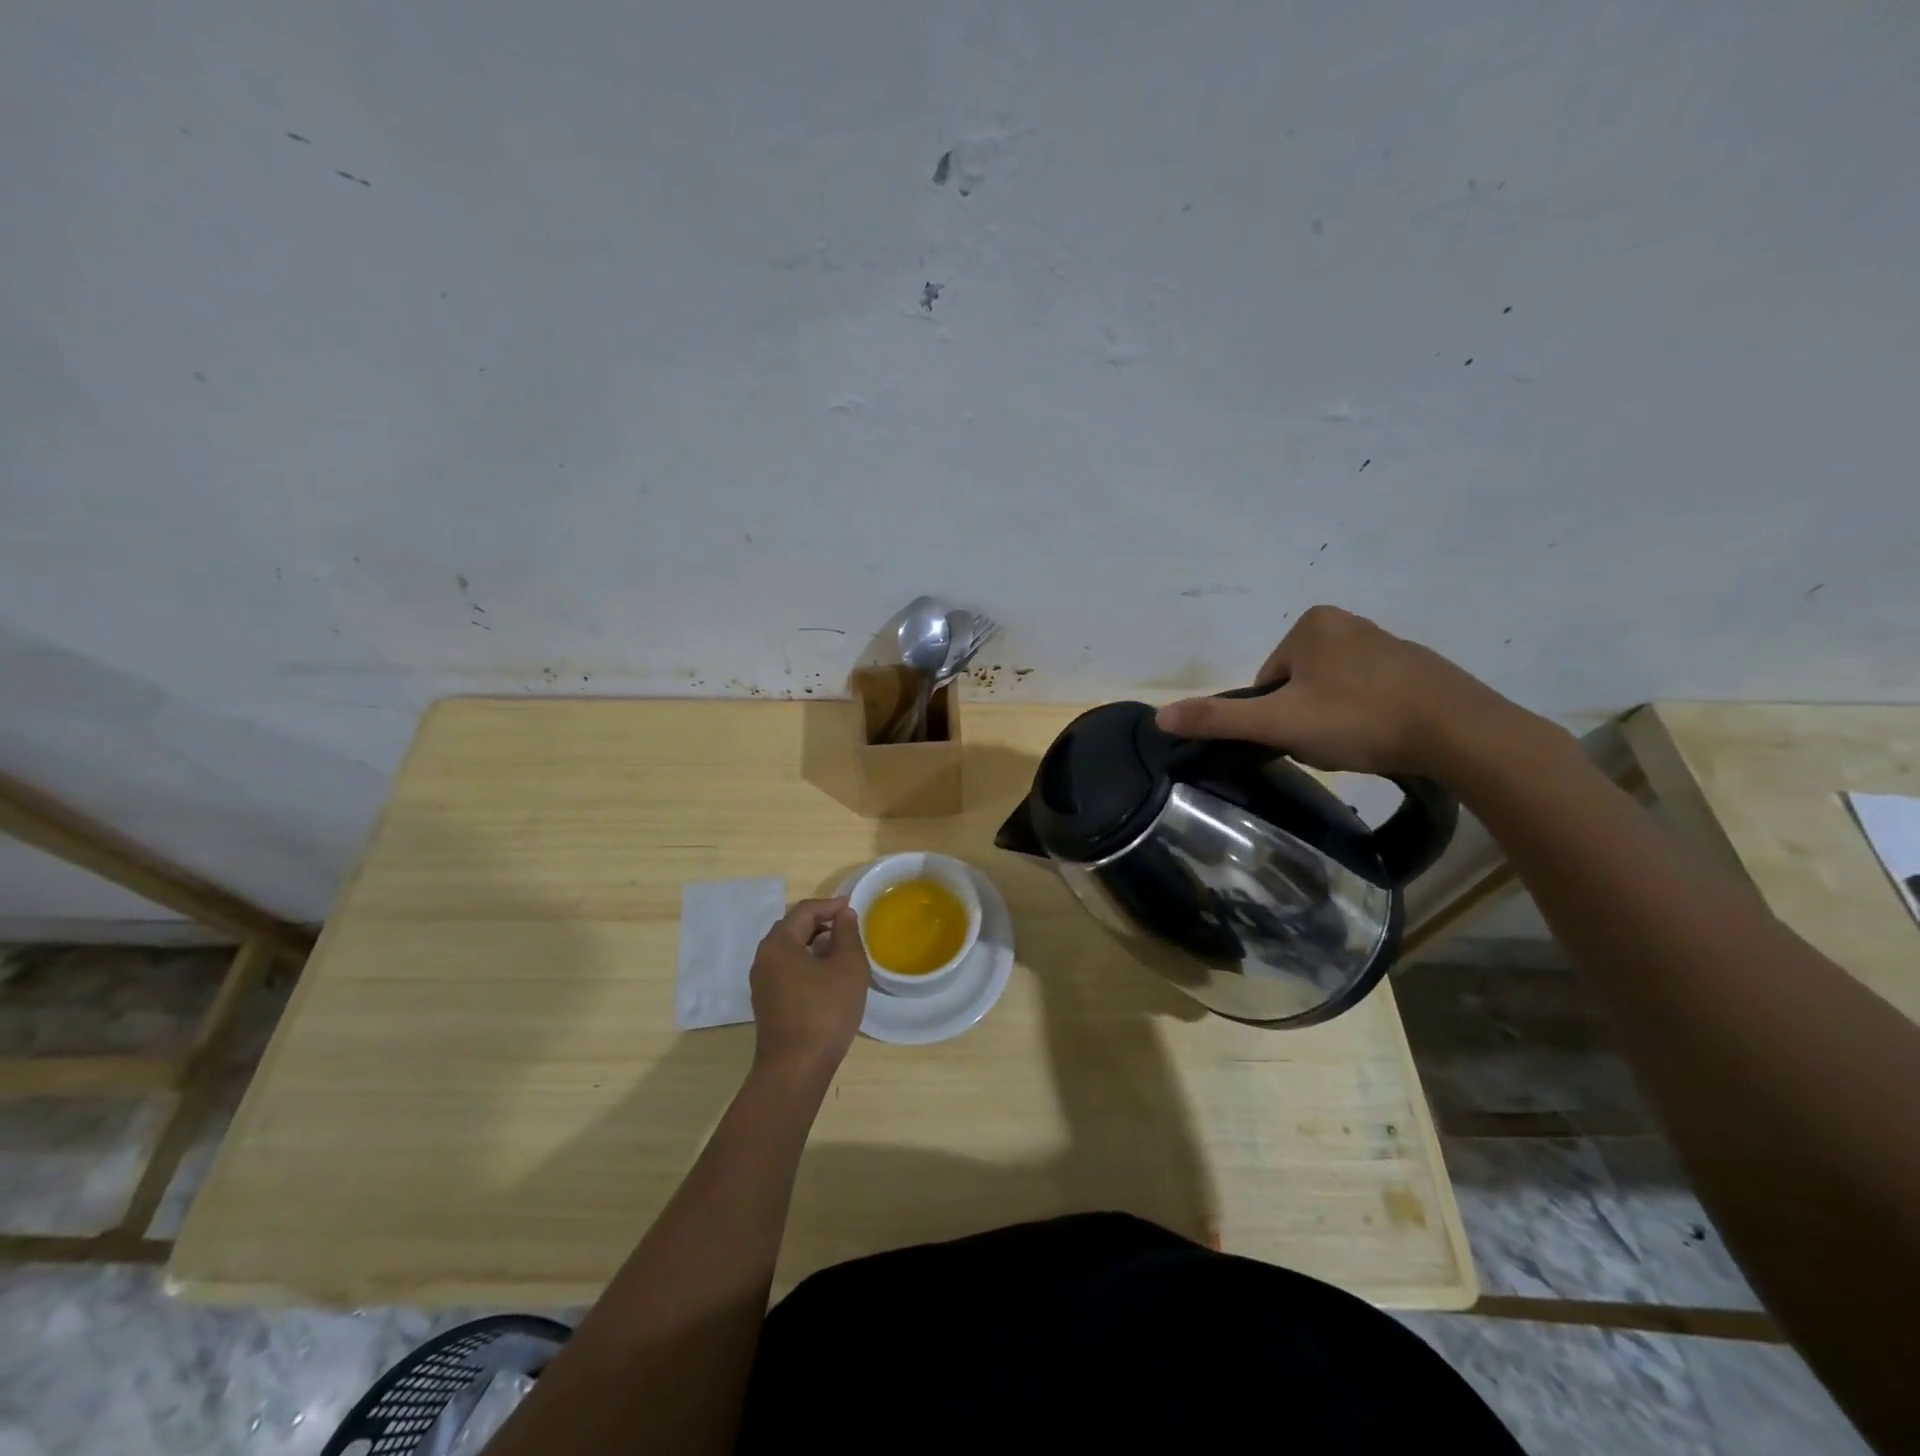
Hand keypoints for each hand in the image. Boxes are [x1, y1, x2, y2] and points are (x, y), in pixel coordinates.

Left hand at [748, 897, 868, 1079]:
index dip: (831, 905)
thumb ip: (847, 933)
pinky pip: (788, 969)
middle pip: (793, 928)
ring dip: (815, 943)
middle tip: (849, 925)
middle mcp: (763, 958)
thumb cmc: (825, 1011)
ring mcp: (762, 982)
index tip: (854, 907)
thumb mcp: (847, 966)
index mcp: (778, 944)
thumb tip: (843, 914)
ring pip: (790, 950)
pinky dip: (807, 962)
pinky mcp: (767, 1002)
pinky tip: (828, 975)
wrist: (796, 1068)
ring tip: (842, 949)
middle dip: (822, 922)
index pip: (804, 911)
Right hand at [1154, 605, 1524, 778]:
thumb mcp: (1279, 723)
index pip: (1267, 681)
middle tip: (1329, 744)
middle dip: (1306, 718)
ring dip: (1336, 722)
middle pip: (1299, 686)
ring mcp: (1388, 643)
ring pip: (1334, 693)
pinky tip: (1384, 740)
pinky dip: (1370, 719)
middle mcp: (1348, 622)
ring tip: (1359, 746)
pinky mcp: (1419, 669)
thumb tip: (1159, 717)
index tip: (1300, 736)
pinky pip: (1371, 695)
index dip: (1274, 716)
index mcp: (1312, 624)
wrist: (1460, 733)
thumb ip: (1219, 718)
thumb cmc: (1359, 719)